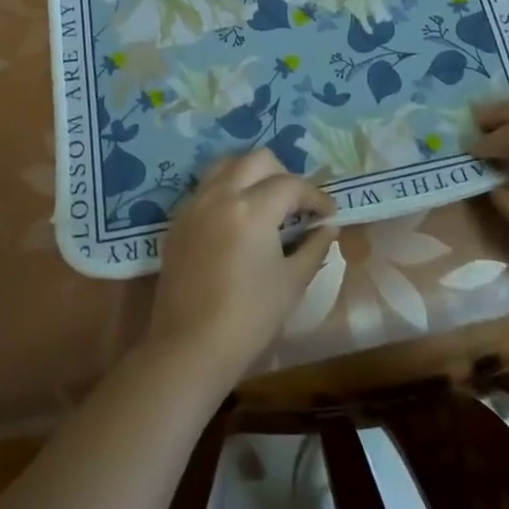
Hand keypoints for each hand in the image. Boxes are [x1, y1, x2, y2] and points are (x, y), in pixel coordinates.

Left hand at [147, 150, 337, 386]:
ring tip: (267, 203)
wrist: (189, 348)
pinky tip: (238, 220)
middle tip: (297, 204)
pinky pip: (206, 189)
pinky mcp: (178, 221)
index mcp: (251, 208)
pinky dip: (227, 191)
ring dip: (251, 175)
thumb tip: (329, 227)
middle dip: (283, 175)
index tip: (329, 213)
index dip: (316, 196)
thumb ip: (314, 247)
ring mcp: (194, 205)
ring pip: (226, 166)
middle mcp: (220, 195)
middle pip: (257, 160)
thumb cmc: (249, 318)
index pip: (291, 185)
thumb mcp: (291, 283)